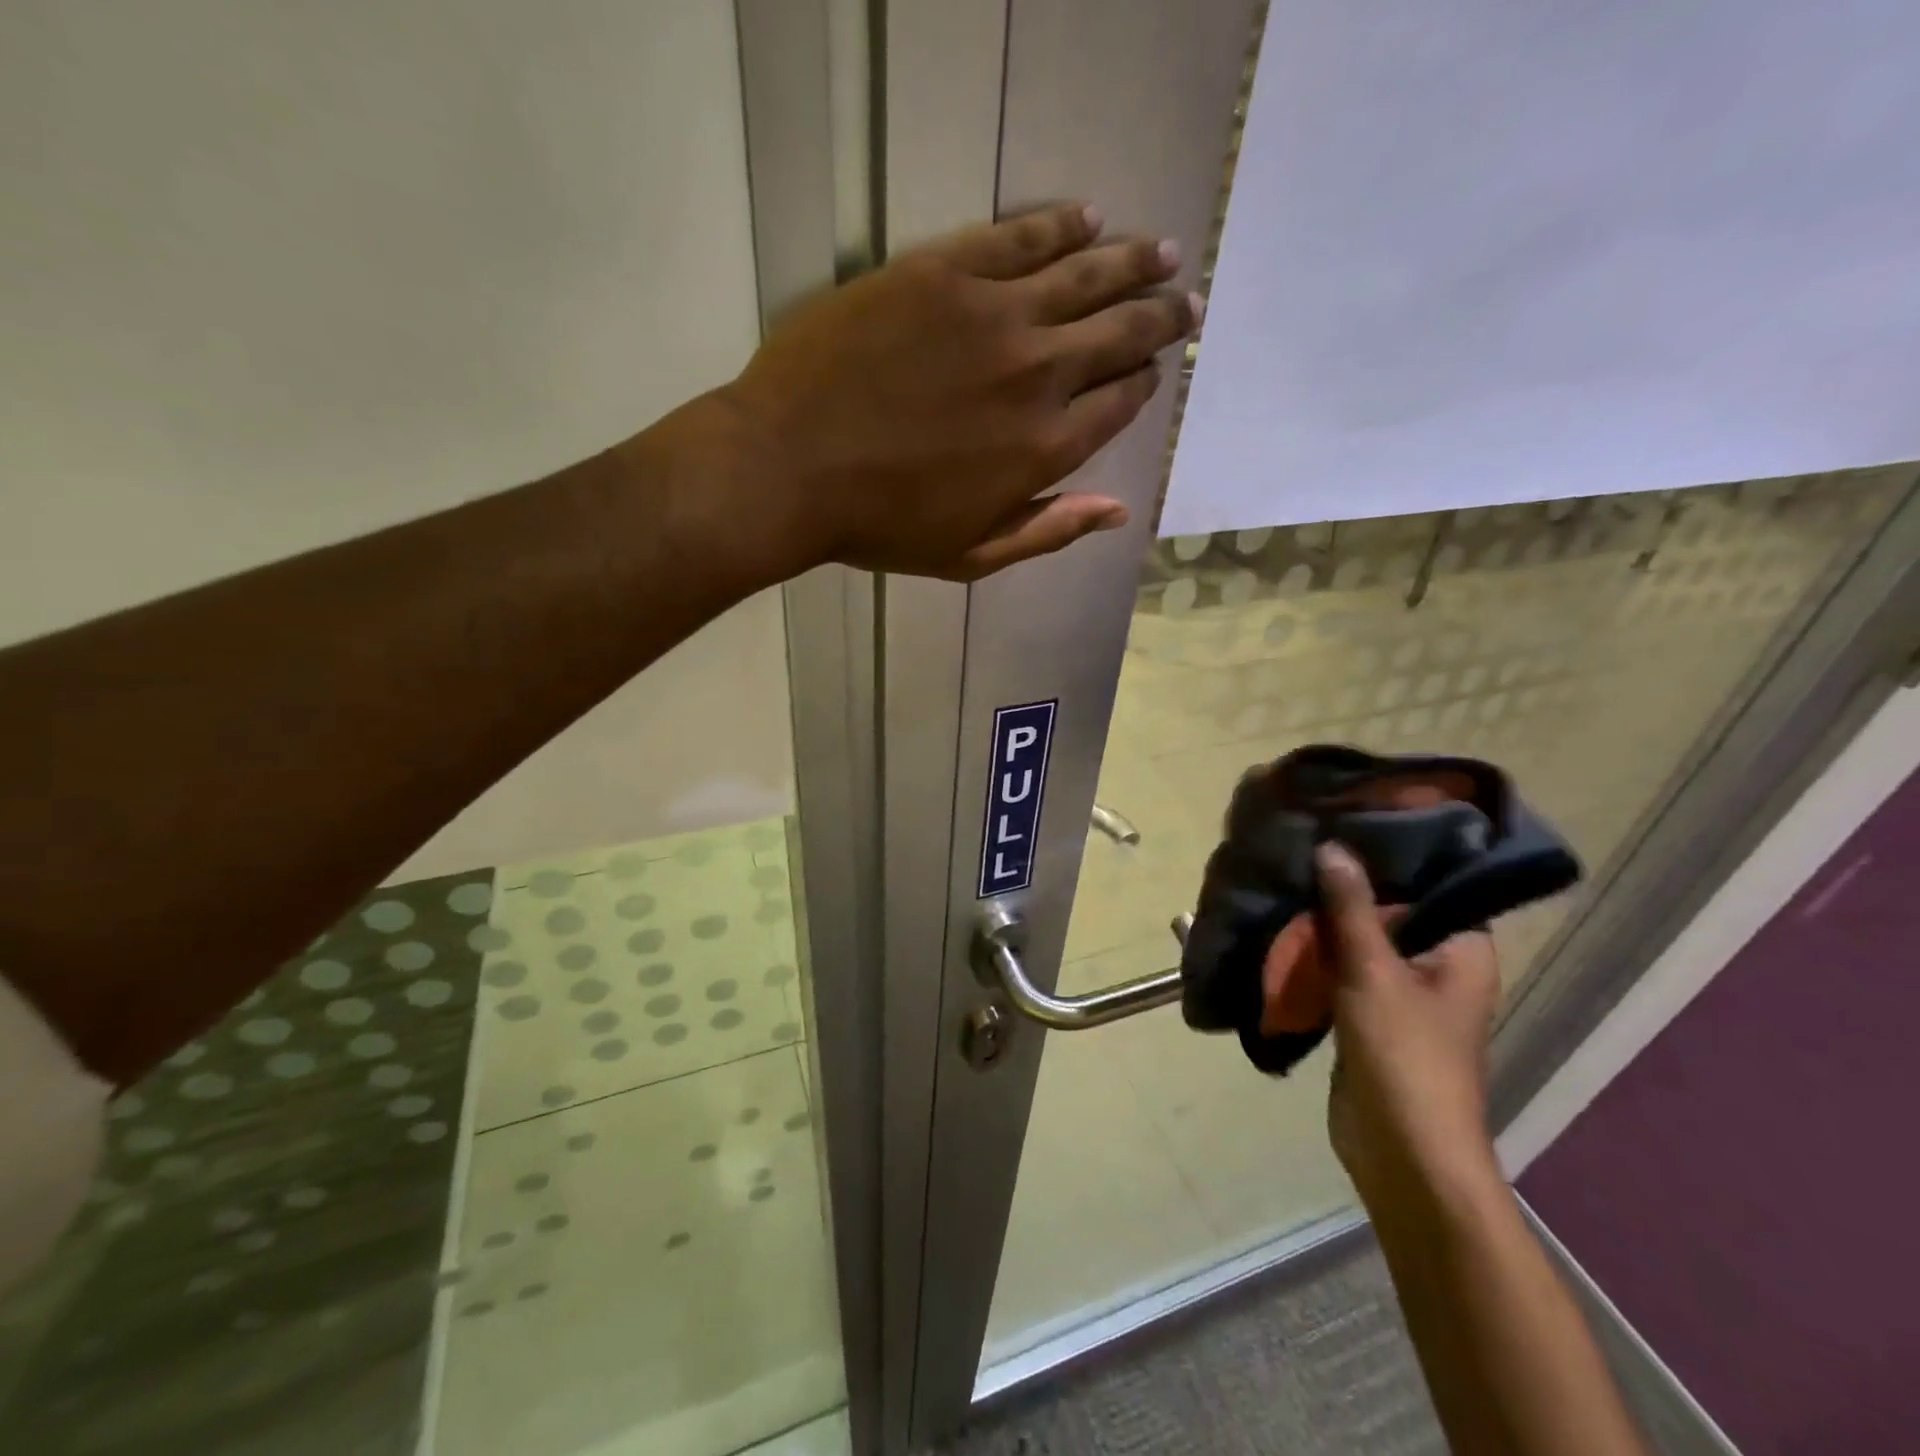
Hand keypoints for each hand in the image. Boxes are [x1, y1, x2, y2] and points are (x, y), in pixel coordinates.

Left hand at [718, 203, 1198, 580]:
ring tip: (1160, 251)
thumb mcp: (971, 554)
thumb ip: (1049, 531)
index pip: (1120, 401)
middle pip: (1121, 332)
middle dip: (1161, 316)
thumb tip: (1119, 512)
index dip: (1142, 382)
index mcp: (1045, 447)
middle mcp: (1037, 373)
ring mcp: (993, 314)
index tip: (1150, 370)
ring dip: (1133, 262)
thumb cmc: (880, 525)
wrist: (789, 467)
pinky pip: (1021, 235)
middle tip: (1184, 302)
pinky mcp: (945, 270)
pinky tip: (1088, 217)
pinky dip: (1062, 224)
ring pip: (1086, 274)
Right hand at [1313, 843, 1503, 1207]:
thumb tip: (1333, 847)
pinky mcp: (1368, 1015)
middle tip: (1303, 843)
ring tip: (1285, 875)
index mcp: (1461, 949)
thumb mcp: (1373, 973)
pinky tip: (1281, 925)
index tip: (1347, 819)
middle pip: (1390, 909)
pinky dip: (1317, 952)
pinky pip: (1341, 969)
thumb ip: (1351, 909)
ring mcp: (1401, 992)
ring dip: (1326, 919)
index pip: (1433, 882)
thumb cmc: (1405, 1057)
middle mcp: (1437, 964)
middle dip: (1346, 884)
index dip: (1392, 851)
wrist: (1402, 1154)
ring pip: (1360, 940)